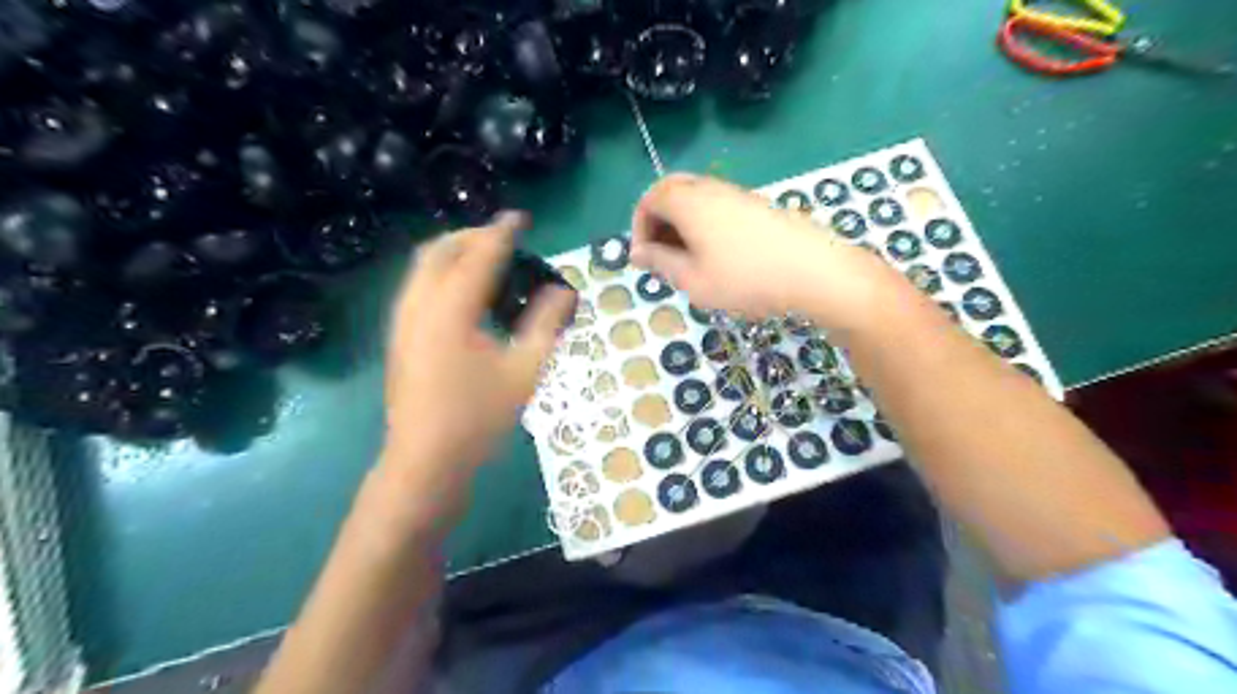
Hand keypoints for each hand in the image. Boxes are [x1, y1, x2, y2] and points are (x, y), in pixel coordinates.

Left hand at [382, 211, 575, 526]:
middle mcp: (418, 304)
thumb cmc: (478, 417)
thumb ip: (546, 324)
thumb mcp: (525, 371)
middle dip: (472, 235)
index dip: (502, 231)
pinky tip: (465, 295)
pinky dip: (441, 273)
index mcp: (451, 308)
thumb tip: (563, 291)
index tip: (522, 218)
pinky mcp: (398, 337)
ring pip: (422, 266)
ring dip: (454, 252)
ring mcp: (401, 320)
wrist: (425, 461)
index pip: (479, 254)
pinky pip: (417, 285)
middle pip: (440, 249)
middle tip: (505, 239)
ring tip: (487, 260)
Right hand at [633, 172, 906, 329]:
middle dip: (659, 223)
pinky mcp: (759, 207)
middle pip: (673, 192)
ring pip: (697, 200)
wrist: (815, 273)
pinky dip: (705, 227)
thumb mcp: (693, 280)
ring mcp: (739, 195)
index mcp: (689, 202)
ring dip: (682, 226)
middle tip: (662, 256)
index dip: (638, 227)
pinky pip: (719, 208)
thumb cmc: (745, 279)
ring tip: (689, 263)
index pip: (649, 199)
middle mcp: (711, 189)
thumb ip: (661, 263)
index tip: (643, 258)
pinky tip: (718, 258)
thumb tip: (637, 253)